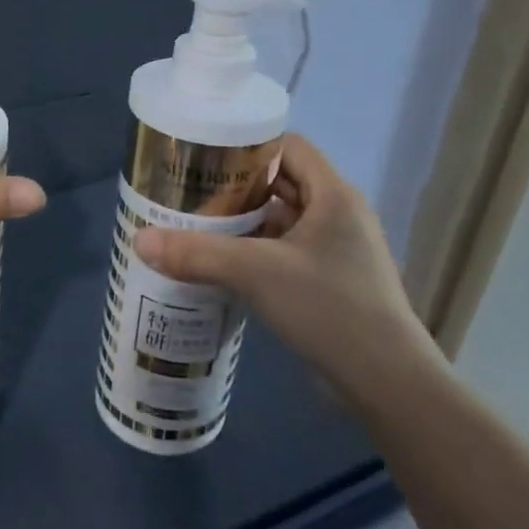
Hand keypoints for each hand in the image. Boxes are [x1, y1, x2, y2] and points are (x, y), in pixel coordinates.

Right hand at [133, 134, 437, 393]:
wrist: (388, 383)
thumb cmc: (329, 308)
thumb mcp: (257, 274)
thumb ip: (197, 254)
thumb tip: (140, 240)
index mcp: (334, 194)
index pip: (289, 145)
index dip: (249, 145)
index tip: (207, 156)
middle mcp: (340, 214)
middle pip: (283, 181)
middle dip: (238, 186)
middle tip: (192, 191)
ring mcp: (338, 250)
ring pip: (284, 219)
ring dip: (245, 221)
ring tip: (198, 225)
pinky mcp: (333, 281)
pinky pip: (288, 251)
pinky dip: (257, 251)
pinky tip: (224, 264)